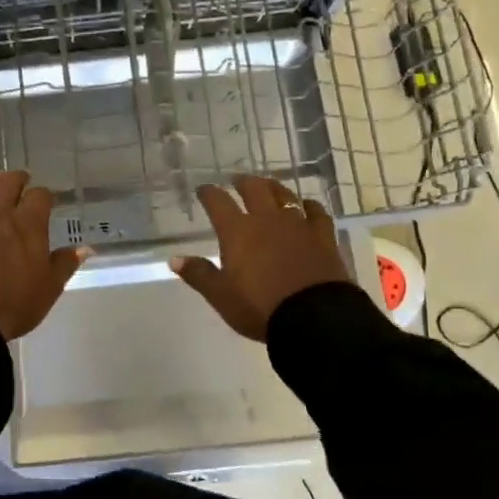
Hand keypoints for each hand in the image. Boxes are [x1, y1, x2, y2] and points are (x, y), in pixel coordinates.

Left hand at [0, 172, 88, 340]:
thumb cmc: (13, 305)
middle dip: (18, 179)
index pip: (40, 195)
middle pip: (8, 182)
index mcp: (28, 225)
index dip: (45, 196)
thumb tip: (84, 248)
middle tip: (21, 183)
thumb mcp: (49, 289)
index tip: (46, 201)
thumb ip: (65, 264)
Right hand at [171, 175, 353, 340]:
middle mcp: (266, 220)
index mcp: (237, 231)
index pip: (218, 202)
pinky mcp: (323, 237)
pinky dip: (309, 206)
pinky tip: (306, 206)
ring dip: (273, 188)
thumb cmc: (260, 307)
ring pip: (285, 196)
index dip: (209, 193)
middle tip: (237, 181)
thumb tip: (174, 259)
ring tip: (268, 186)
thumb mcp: (221, 296)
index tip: (203, 190)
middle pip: (254, 189)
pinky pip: (316, 212)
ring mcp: (298, 225)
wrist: (314, 317)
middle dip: (243, 182)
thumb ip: (199, 274)